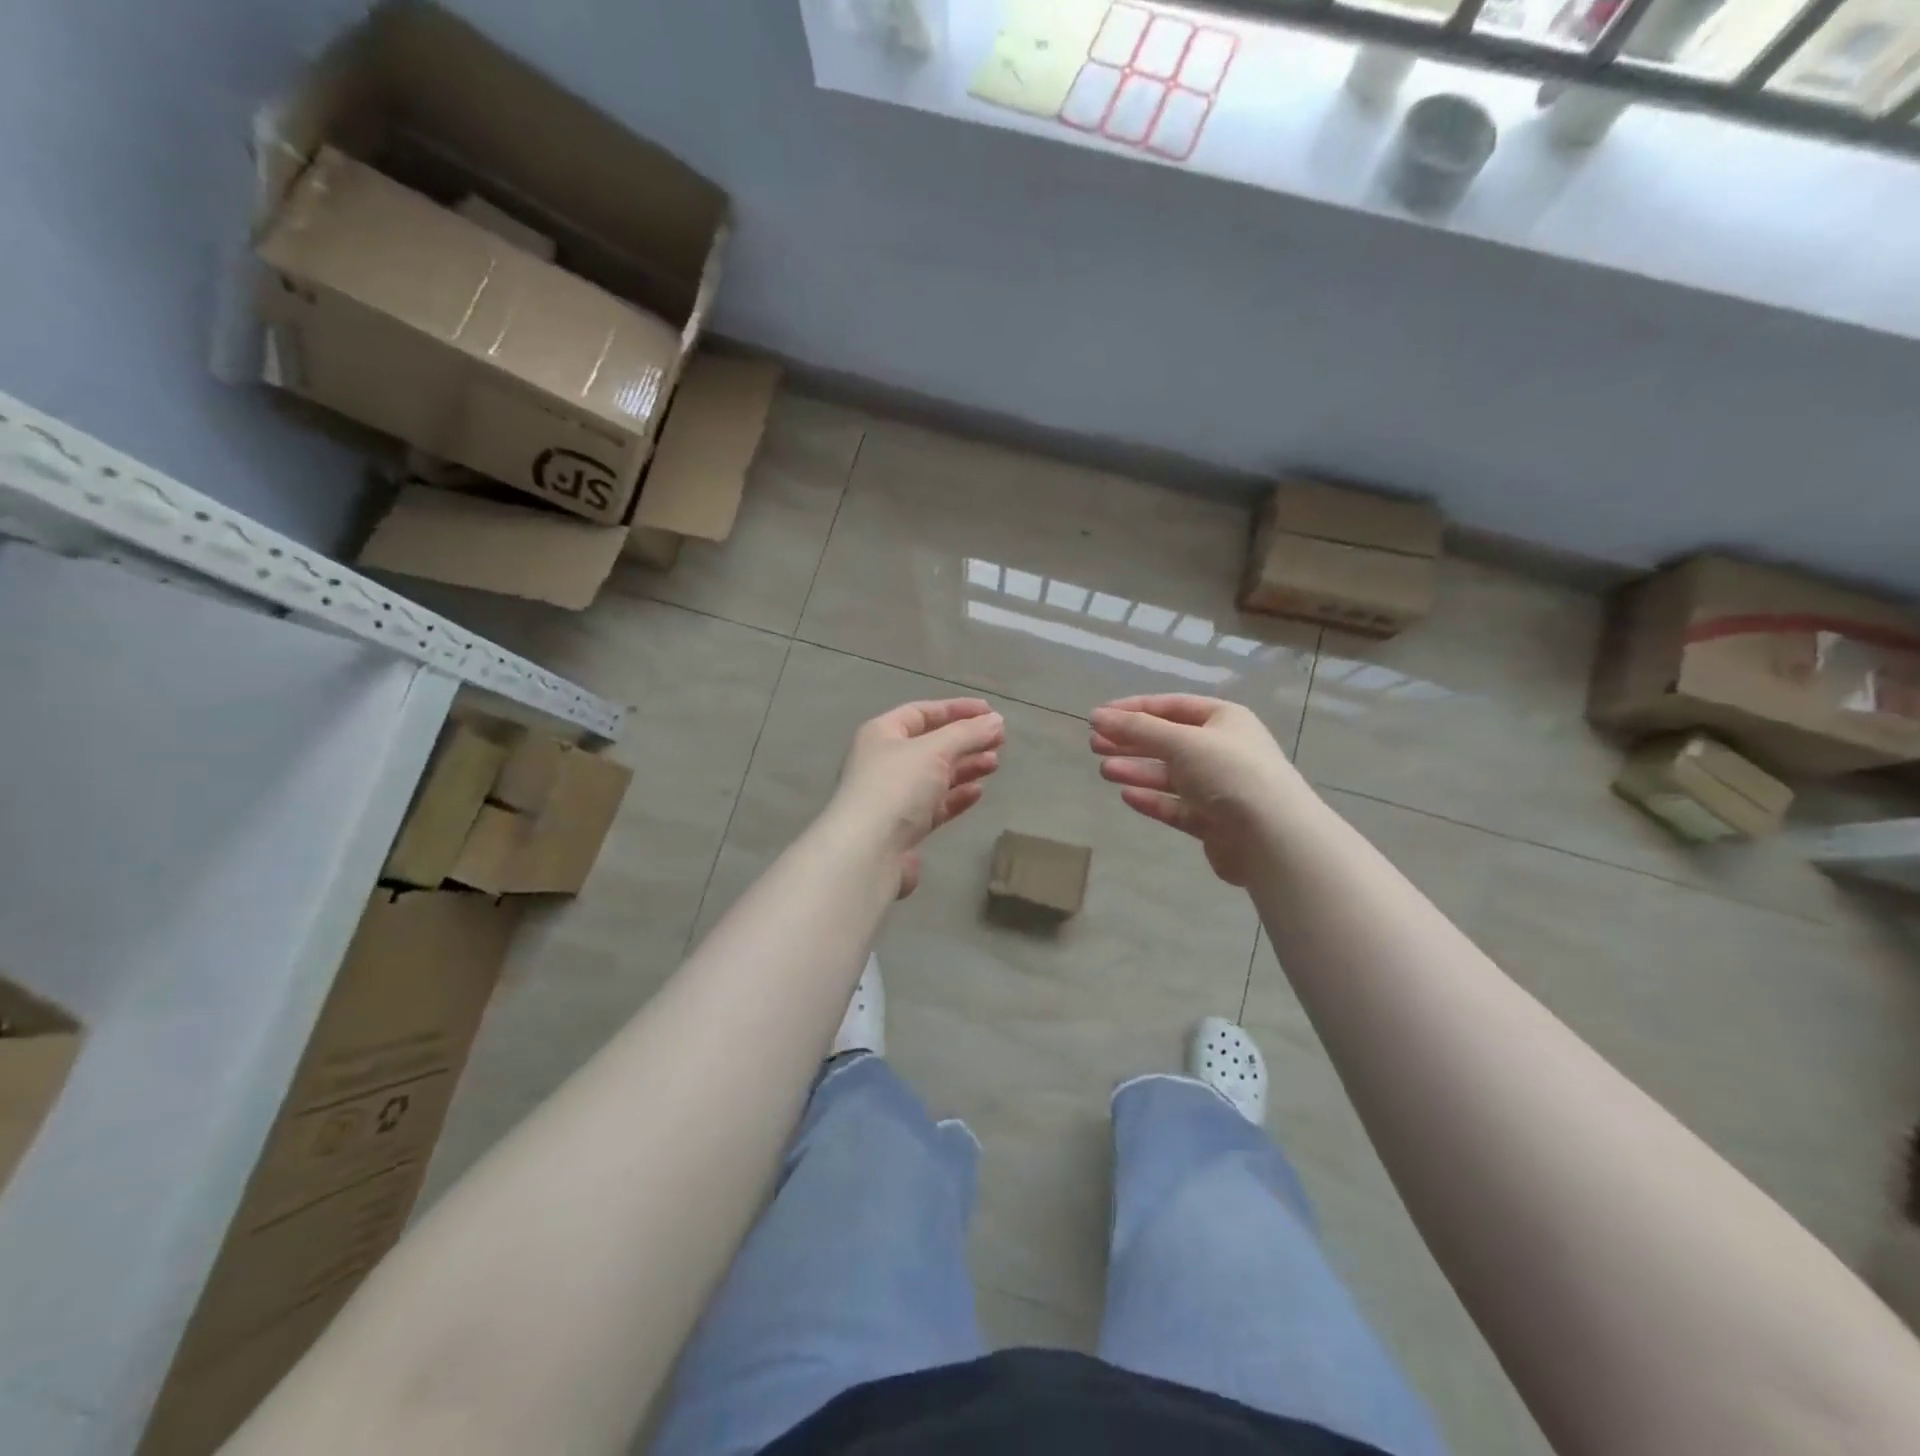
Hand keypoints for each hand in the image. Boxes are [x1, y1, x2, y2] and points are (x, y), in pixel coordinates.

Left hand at [831, 699, 1005, 895]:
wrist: (867, 852)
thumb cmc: (896, 787)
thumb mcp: (934, 750)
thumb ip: (967, 734)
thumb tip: (996, 721)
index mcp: (881, 734)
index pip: (922, 713)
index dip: (956, 709)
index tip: (990, 712)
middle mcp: (884, 762)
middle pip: (930, 744)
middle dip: (965, 740)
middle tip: (1000, 741)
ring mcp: (893, 797)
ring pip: (935, 775)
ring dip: (965, 767)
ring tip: (995, 764)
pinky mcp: (904, 828)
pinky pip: (935, 805)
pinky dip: (956, 796)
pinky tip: (978, 792)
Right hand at [1090, 694, 1299, 885]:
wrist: (1272, 837)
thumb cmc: (1229, 773)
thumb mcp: (1181, 741)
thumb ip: (1137, 729)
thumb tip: (1097, 716)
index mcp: (1224, 720)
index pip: (1172, 706)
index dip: (1134, 709)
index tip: (1098, 717)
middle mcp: (1223, 750)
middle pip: (1168, 741)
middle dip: (1131, 742)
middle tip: (1094, 744)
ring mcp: (1219, 788)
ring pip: (1170, 775)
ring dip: (1137, 770)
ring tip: (1104, 771)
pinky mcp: (1214, 822)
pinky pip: (1176, 806)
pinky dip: (1153, 800)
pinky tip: (1128, 796)